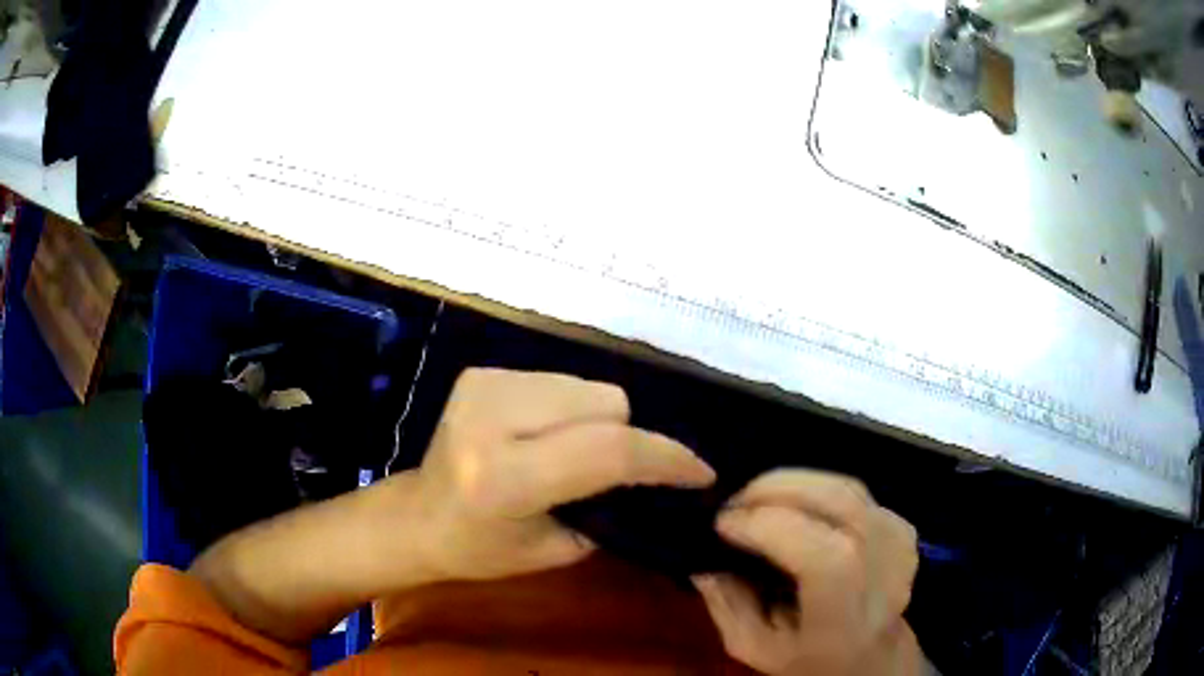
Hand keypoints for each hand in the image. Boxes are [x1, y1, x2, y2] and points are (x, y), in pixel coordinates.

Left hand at [409, 367, 716, 581]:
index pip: (607, 451)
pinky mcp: (482, 372)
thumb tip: (660, 473)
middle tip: (615, 474)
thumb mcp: (556, 549)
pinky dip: (571, 407)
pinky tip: (546, 434)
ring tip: (575, 454)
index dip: (665, 458)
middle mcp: (491, 418)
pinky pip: (562, 380)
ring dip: (599, 420)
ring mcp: (483, 385)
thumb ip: (612, 507)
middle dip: (626, 437)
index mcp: (504, 477)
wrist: (418, 516)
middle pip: (606, 403)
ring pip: (589, 386)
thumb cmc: (482, 550)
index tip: (700, 473)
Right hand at [693, 470, 920, 675]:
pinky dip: (818, 488)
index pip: (827, 559)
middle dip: (777, 490)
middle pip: (842, 506)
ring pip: (848, 489)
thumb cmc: (809, 661)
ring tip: (756, 497)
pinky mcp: (902, 528)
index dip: (774, 528)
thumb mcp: (755, 649)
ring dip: (794, 482)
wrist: (873, 656)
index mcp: (846, 623)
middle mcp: (885, 578)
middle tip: (734, 500)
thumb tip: (705, 558)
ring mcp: (900, 547)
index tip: (724, 523)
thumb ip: (728, 606)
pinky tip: (794, 504)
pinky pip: (857, 491)